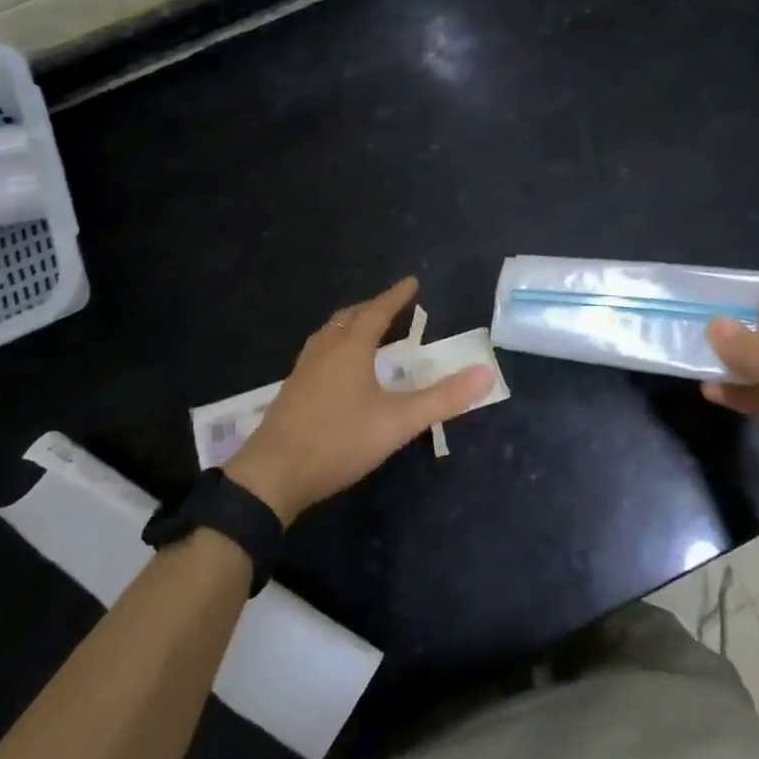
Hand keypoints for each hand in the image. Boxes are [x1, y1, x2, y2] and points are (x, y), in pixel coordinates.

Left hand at [225, 277, 493, 525]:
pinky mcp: (291, 392)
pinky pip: (318, 353)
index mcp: (350, 348)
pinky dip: (335, 346)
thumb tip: (487, 373)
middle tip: (391, 307)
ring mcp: (303, 371)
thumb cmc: (339, 441)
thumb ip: (443, 398)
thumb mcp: (399, 422)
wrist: (272, 476)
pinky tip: (337, 370)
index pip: (377, 311)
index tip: (412, 282)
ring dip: (350, 325)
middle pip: (349, 318)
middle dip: (372, 308)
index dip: (396, 296)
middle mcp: (324, 350)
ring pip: (329, 334)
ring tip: (365, 331)